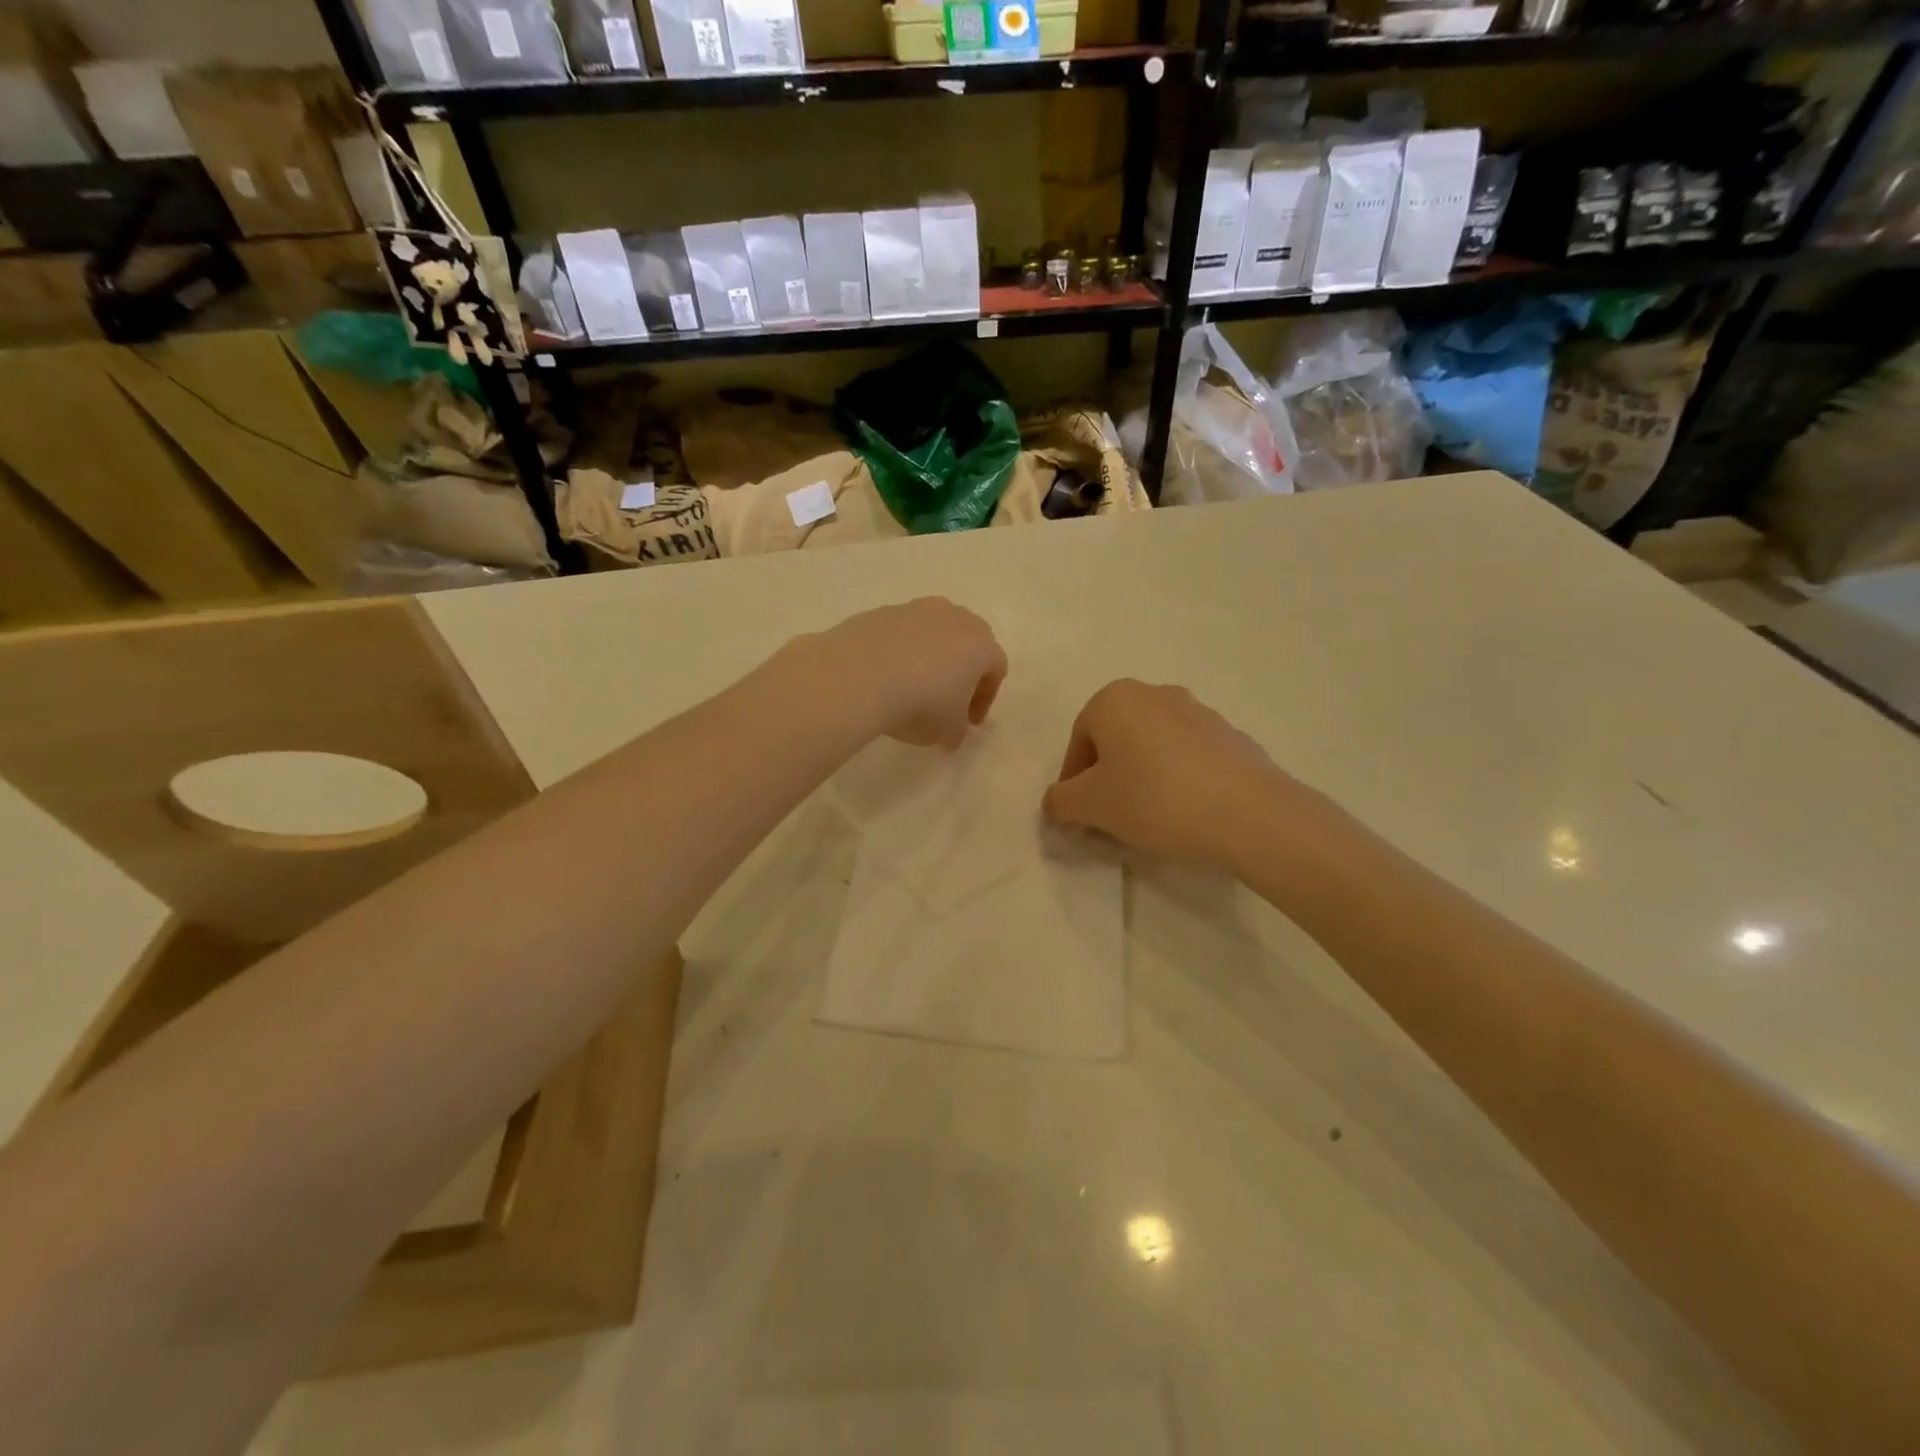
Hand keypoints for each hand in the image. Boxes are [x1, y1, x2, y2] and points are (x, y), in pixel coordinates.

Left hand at [810, 598, 1006, 747]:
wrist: (857, 676)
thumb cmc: (919, 704)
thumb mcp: (948, 731)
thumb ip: (958, 730)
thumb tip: (953, 731)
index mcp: (979, 643)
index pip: (995, 668)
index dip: (985, 698)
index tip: (968, 722)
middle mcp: (952, 617)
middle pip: (967, 641)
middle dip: (961, 670)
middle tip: (946, 700)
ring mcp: (914, 609)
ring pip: (932, 632)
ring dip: (929, 656)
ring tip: (911, 685)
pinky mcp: (880, 611)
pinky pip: (899, 633)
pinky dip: (898, 652)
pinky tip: (883, 676)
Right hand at [1043, 680, 1324, 869]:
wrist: (1250, 814)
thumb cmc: (1155, 799)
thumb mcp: (1090, 806)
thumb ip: (1060, 802)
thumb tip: (1057, 804)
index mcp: (1116, 698)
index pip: (1078, 741)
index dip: (1072, 782)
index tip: (1079, 817)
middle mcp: (1156, 693)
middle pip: (1116, 741)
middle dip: (1107, 780)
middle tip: (1109, 819)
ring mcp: (1200, 712)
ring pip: (1152, 749)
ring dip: (1141, 780)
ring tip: (1148, 821)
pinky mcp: (1231, 737)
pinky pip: (1188, 759)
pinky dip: (1177, 781)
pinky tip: (1184, 814)